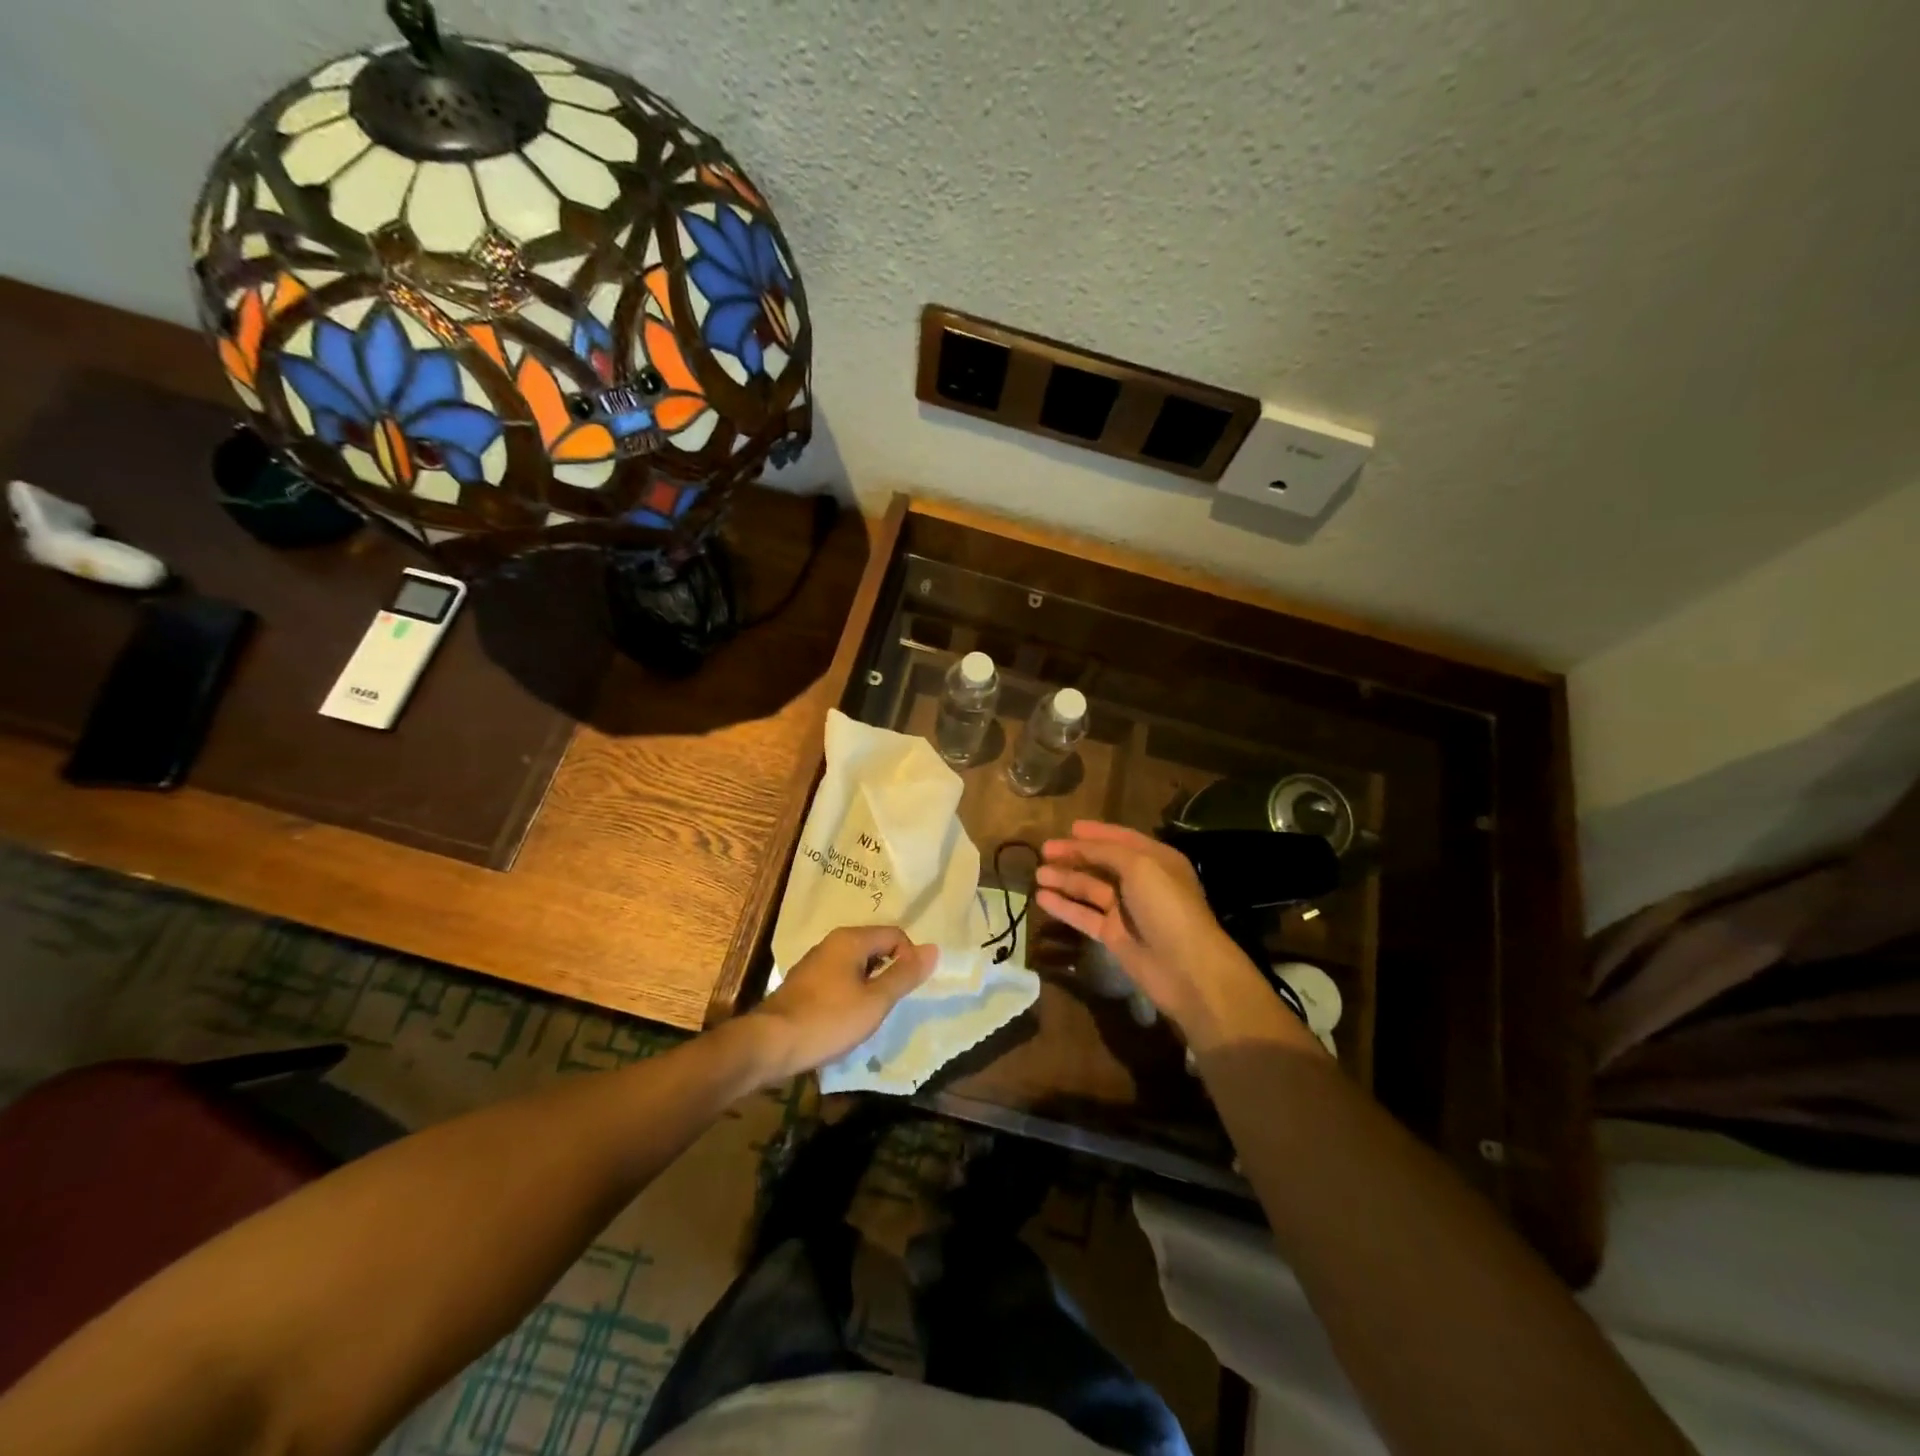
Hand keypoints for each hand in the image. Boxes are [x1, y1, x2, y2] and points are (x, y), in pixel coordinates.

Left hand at [747, 925, 936, 1083]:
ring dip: (869, 984)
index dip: (909, 958)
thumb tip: (934, 948)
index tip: (906, 990)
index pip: (895, 934)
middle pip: (875, 947)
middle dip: (889, 972)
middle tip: (890, 1003)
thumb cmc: (828, 1019)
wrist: (770, 1043)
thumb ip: (905, 975)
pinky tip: (845, 1019)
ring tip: (869, 1014)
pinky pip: (839, 978)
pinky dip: (850, 992)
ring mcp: (815, 962)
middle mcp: (832, 942)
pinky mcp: (804, 983)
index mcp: (851, 939)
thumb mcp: (875, 1001)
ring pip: (856, 964)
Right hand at [1036, 821, 1317, 1055]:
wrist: (1186, 968)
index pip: (1121, 839)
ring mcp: (1126, 911)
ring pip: (1090, 889)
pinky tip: (1042, 898)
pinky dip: (1064, 906)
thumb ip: (1107, 851)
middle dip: (1074, 855)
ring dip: (1065, 879)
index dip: (1096, 833)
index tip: (1069, 827)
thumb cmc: (1166, 907)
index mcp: (1156, 860)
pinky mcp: (1114, 936)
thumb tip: (1080, 842)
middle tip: (1044, 851)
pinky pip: (1084, 915)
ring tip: (1037, 874)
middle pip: (1102, 863)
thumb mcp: (1140, 866)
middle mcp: (1141, 882)